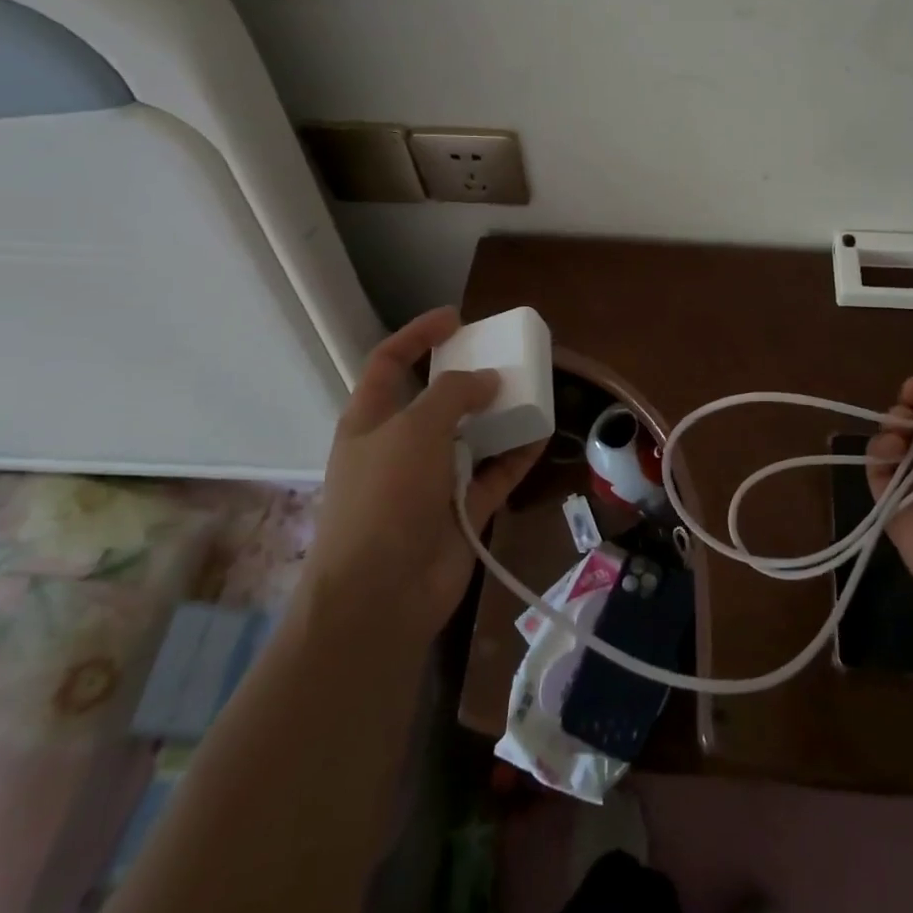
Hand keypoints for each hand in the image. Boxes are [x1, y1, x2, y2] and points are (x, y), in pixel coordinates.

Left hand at [296, 308, 545, 643]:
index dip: (419, 335)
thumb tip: (488, 380)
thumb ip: (453, 393)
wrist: (380, 595)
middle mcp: (400, 447)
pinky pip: (495, 473)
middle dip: (470, 377)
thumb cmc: (385, 498)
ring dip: (500, 415)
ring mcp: (431, 480)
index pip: (391, 362)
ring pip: (471, 436)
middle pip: (437, 399)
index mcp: (371, 421)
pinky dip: (517, 455)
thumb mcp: (414, 429)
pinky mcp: (461, 510)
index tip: (458, 318)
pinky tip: (542, 434)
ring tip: (533, 391)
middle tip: (506, 358)